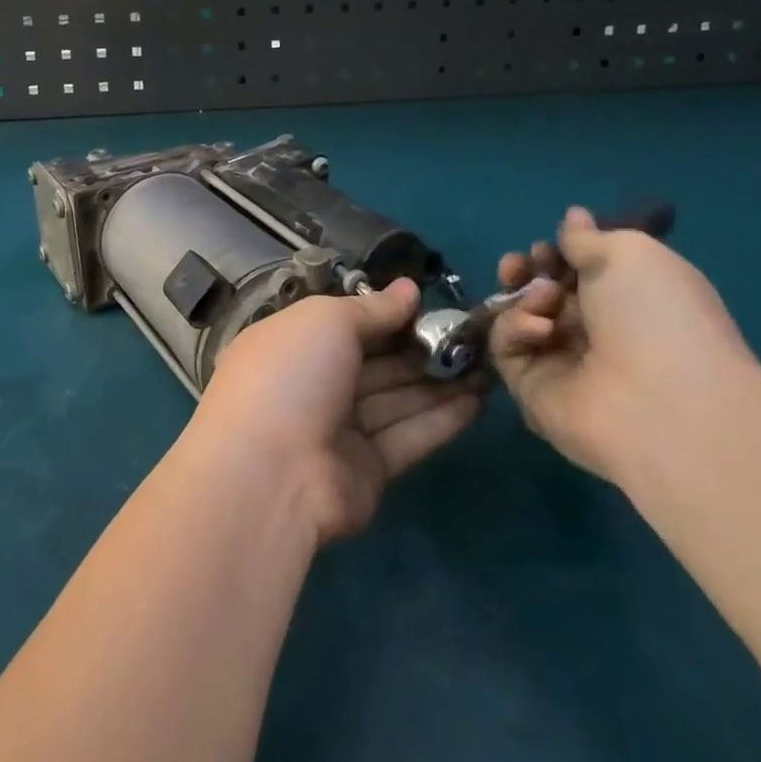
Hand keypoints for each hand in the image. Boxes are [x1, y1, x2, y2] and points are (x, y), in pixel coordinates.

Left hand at [190, 280, 490, 543]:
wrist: (271, 472)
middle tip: (474, 335)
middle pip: (377, 362)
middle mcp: (316, 383)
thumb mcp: (327, 320)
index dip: (389, 315)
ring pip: (398, 398)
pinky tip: (480, 399)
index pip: (347, 324)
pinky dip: (442, 418)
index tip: (433, 306)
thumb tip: (409, 289)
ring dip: (441, 381)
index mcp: (295, 343)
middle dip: (423, 348)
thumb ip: (372, 309)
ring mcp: (341, 429)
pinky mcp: (368, 470)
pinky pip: (409, 435)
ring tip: (489, 362)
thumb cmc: (292, 373)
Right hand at [488, 207, 758, 484]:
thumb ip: (587, 237)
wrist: (660, 402)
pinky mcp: (531, 388)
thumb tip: (574, 217)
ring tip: (543, 298)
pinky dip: (517, 328)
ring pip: (516, 315)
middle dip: (525, 271)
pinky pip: (506, 347)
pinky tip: (541, 329)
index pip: (575, 271)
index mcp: (626, 299)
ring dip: (522, 296)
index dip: (556, 254)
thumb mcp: (628, 254)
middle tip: (520, 265)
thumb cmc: (655, 315)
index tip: (548, 247)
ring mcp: (561, 361)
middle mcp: (594, 330)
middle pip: (539, 291)